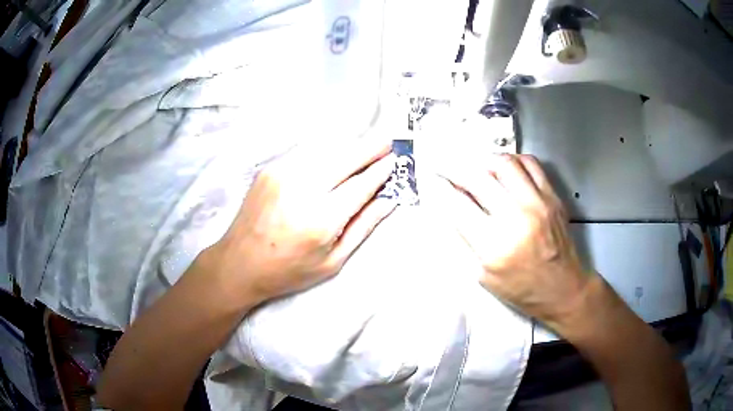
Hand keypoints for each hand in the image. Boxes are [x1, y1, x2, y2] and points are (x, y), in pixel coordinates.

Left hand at [211, 138, 396, 305]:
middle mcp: (301, 189)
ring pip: (326, 149)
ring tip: (366, 147)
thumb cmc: (288, 271)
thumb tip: (389, 200)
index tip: (396, 160)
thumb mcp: (332, 261)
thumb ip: (363, 227)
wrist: (239, 263)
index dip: (381, 171)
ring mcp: (282, 174)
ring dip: (350, 146)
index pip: (361, 185)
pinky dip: (327, 150)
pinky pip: (306, 151)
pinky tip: (336, 154)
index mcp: (320, 219)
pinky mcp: (270, 169)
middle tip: (389, 141)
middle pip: (346, 158)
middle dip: (371, 147)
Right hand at [439, 154, 589, 328]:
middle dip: (456, 169)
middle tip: (448, 168)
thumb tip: (452, 207)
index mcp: (494, 245)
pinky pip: (530, 164)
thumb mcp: (484, 276)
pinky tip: (505, 168)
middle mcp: (516, 218)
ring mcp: (537, 203)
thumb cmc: (521, 290)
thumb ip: (468, 240)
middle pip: (478, 178)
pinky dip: (513, 160)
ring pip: (504, 164)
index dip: (440, 188)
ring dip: (484, 160)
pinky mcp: (552, 197)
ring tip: (476, 166)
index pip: (458, 205)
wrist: (563, 289)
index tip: (432, 179)